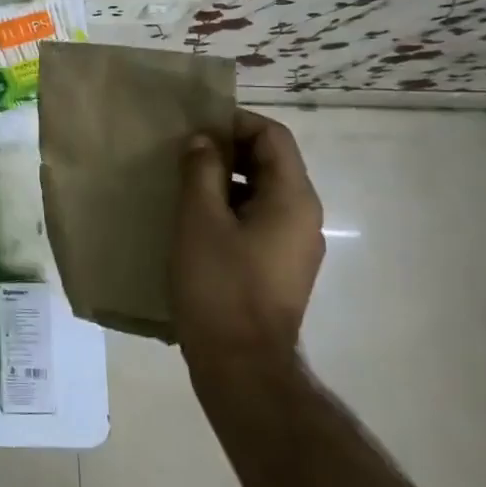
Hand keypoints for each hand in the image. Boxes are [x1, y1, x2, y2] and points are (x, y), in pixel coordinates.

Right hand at [170, 109, 324, 377]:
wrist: (241, 364)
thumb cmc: (219, 284)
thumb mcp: (200, 219)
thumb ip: (201, 171)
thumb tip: (203, 141)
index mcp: (293, 199)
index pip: (273, 137)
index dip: (235, 122)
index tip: (194, 127)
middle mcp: (303, 217)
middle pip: (270, 162)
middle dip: (228, 150)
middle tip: (182, 152)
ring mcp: (294, 245)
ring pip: (262, 192)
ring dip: (225, 180)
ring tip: (182, 184)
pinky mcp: (279, 267)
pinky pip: (258, 220)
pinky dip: (229, 208)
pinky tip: (194, 220)